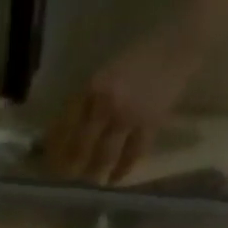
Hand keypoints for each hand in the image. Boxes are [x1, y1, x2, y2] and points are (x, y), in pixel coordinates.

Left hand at [43, 31, 196, 183]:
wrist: (179, 43)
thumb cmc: (140, 56)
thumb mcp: (106, 73)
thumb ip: (87, 100)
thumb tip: (64, 132)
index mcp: (92, 87)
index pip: (65, 126)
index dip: (55, 149)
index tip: (48, 164)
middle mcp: (106, 103)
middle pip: (81, 147)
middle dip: (70, 168)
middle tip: (65, 181)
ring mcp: (128, 116)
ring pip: (104, 156)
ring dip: (94, 174)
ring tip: (88, 184)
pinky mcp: (149, 125)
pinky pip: (132, 155)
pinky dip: (121, 170)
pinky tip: (113, 181)